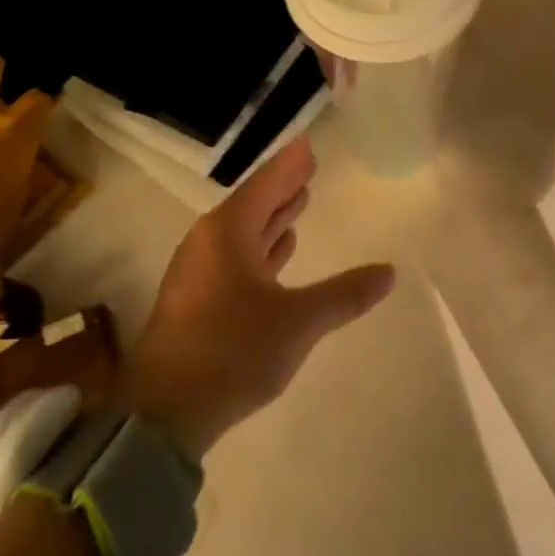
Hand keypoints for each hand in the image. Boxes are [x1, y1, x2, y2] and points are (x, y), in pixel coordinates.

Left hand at [124, 137, 394, 459]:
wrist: (164, 413)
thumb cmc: (232, 352)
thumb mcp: (298, 322)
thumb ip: (345, 294)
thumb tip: (389, 272)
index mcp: (227, 233)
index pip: (266, 184)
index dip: (290, 163)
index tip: (308, 142)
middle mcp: (209, 243)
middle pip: (253, 204)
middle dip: (283, 187)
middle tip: (309, 167)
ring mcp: (200, 272)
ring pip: (243, 232)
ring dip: (272, 217)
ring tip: (299, 201)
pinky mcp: (197, 299)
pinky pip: (236, 256)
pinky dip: (261, 247)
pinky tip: (278, 251)